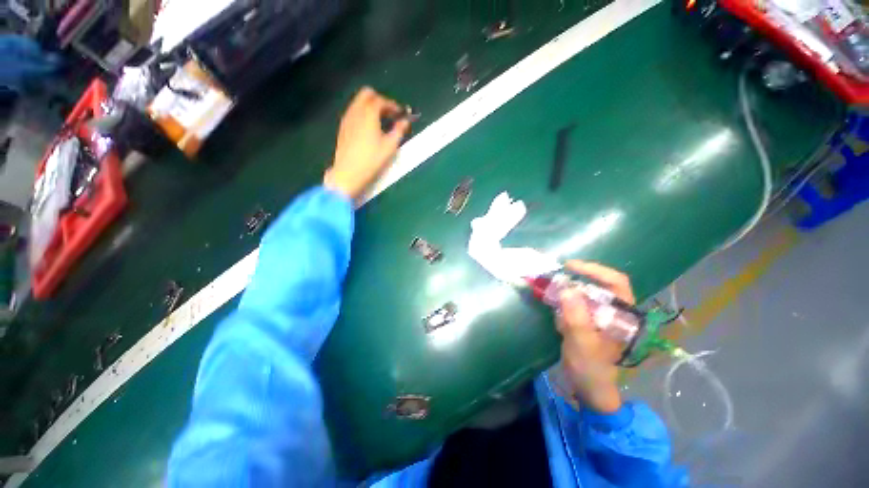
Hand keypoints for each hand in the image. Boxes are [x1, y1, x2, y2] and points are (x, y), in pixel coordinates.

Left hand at [324, 87, 410, 199]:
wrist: (348, 173)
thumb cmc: (372, 160)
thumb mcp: (390, 147)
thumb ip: (399, 130)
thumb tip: (405, 121)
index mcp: (368, 114)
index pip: (381, 100)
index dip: (393, 105)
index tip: (400, 114)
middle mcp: (355, 111)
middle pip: (367, 94)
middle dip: (380, 100)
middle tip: (389, 114)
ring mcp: (347, 118)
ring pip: (358, 102)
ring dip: (370, 107)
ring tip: (381, 122)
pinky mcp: (342, 127)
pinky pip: (353, 112)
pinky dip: (362, 114)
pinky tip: (369, 129)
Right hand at [556, 260, 635, 413]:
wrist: (589, 389)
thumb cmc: (591, 369)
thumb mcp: (582, 343)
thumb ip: (576, 317)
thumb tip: (567, 288)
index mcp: (622, 315)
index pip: (615, 282)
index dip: (594, 270)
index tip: (570, 266)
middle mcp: (612, 311)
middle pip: (597, 284)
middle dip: (574, 278)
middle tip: (554, 277)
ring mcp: (599, 315)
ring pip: (583, 292)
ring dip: (565, 289)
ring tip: (549, 290)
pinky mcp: (586, 320)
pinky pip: (573, 302)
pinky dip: (561, 300)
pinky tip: (553, 308)